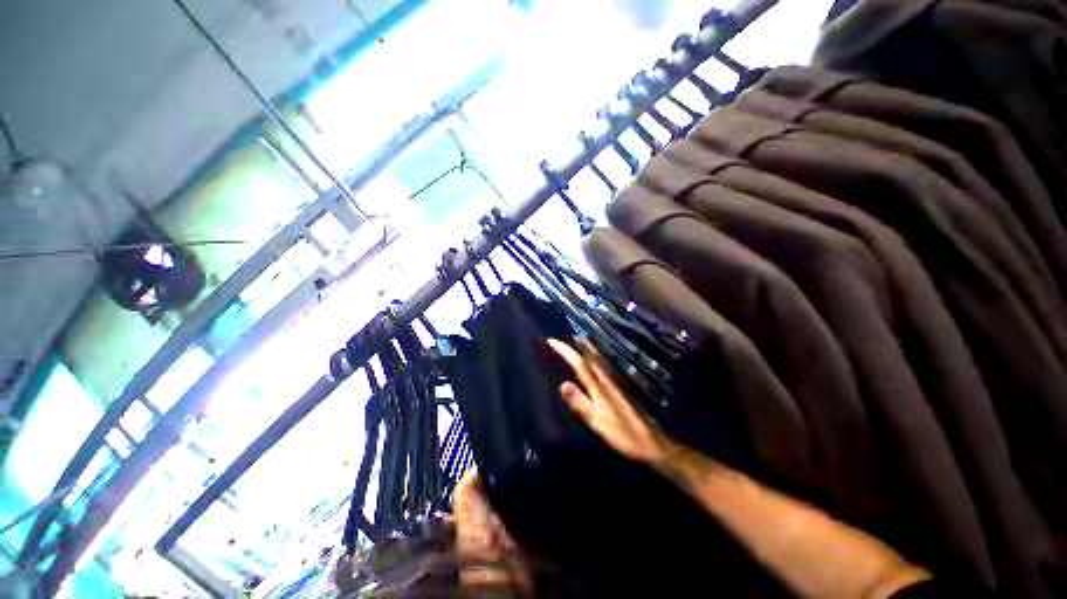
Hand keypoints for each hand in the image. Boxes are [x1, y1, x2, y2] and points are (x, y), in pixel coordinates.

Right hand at [548, 338, 678, 469]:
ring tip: (574, 341)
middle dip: (575, 343)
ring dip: (585, 348)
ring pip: (598, 357)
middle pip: (590, 354)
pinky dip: (594, 356)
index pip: (578, 362)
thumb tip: (562, 383)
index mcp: (600, 384)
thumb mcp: (598, 422)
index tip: (551, 340)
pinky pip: (604, 364)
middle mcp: (608, 377)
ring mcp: (616, 379)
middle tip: (562, 337)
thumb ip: (581, 403)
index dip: (564, 350)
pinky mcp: (622, 384)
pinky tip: (593, 358)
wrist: (655, 442)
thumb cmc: (625, 434)